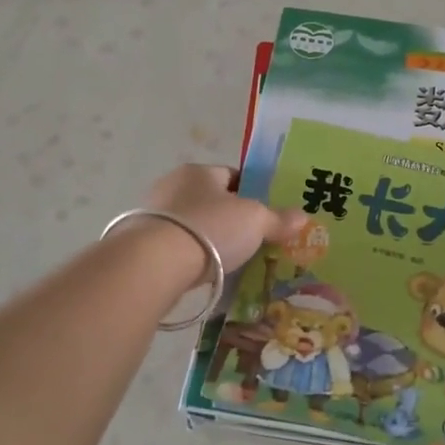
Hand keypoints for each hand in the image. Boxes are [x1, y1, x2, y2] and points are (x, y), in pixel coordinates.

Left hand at [141, 164, 304, 274]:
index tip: (265, 214)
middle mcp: (172, 186)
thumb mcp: (256, 221)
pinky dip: (191, 256)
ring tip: (230, 260)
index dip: (251, 192)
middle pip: (210, 200)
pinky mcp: (141, 244)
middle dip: (230, 218)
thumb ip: (278, 219)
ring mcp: (152, 215)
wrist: (154, 264)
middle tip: (251, 239)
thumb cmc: (210, 228)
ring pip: (192, 224)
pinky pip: (176, 247)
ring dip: (209, 239)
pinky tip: (204, 272)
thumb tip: (303, 217)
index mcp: (198, 171)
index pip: (231, 175)